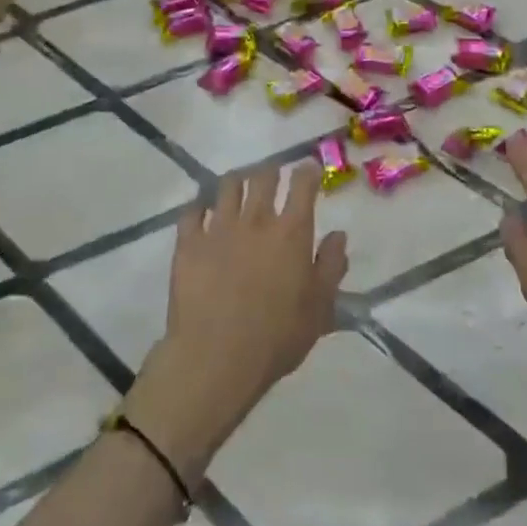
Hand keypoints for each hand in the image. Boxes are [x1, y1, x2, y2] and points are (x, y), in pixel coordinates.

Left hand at [123, 164, 346, 484]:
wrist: (216, 357)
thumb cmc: (277, 337)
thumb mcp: (320, 308)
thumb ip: (331, 266)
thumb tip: (338, 235)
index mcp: (291, 232)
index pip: (302, 185)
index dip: (307, 171)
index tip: (308, 168)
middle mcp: (256, 220)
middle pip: (263, 177)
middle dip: (271, 170)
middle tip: (273, 175)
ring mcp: (218, 228)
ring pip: (227, 186)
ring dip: (237, 181)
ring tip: (238, 187)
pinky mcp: (188, 243)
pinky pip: (192, 212)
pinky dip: (199, 207)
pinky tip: (202, 213)